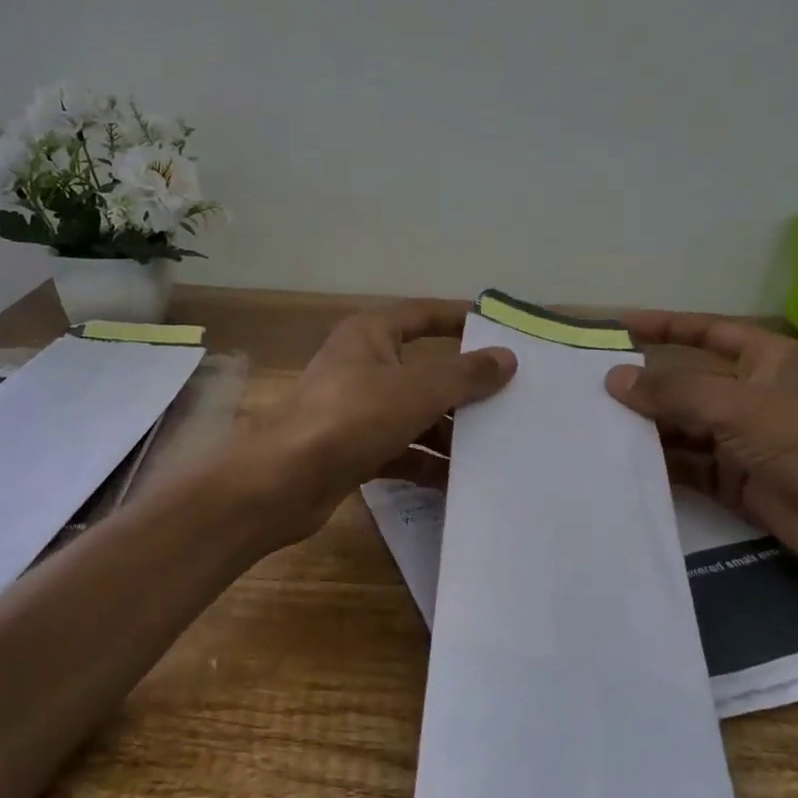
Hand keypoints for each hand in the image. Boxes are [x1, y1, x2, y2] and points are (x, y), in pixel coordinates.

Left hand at [243, 301, 515, 543]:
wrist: (284, 481)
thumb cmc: (352, 417)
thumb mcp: (417, 390)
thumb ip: (465, 374)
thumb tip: (507, 357)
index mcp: (371, 335)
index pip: (424, 314)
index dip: (461, 318)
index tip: (502, 330)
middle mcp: (363, 366)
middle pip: (425, 370)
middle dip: (465, 387)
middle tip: (513, 399)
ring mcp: (357, 410)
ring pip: (415, 414)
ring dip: (450, 431)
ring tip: (497, 447)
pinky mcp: (355, 450)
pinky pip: (402, 451)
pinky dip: (427, 464)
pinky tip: (460, 483)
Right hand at [606, 314, 797, 586]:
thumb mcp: (737, 406)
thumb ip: (673, 391)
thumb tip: (614, 378)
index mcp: (764, 360)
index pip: (706, 332)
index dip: (665, 326)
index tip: (619, 325)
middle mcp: (750, 394)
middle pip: (687, 381)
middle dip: (645, 383)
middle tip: (591, 384)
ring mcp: (741, 439)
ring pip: (682, 425)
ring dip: (646, 425)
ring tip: (596, 423)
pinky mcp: (733, 479)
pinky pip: (687, 465)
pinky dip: (659, 463)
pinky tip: (622, 459)